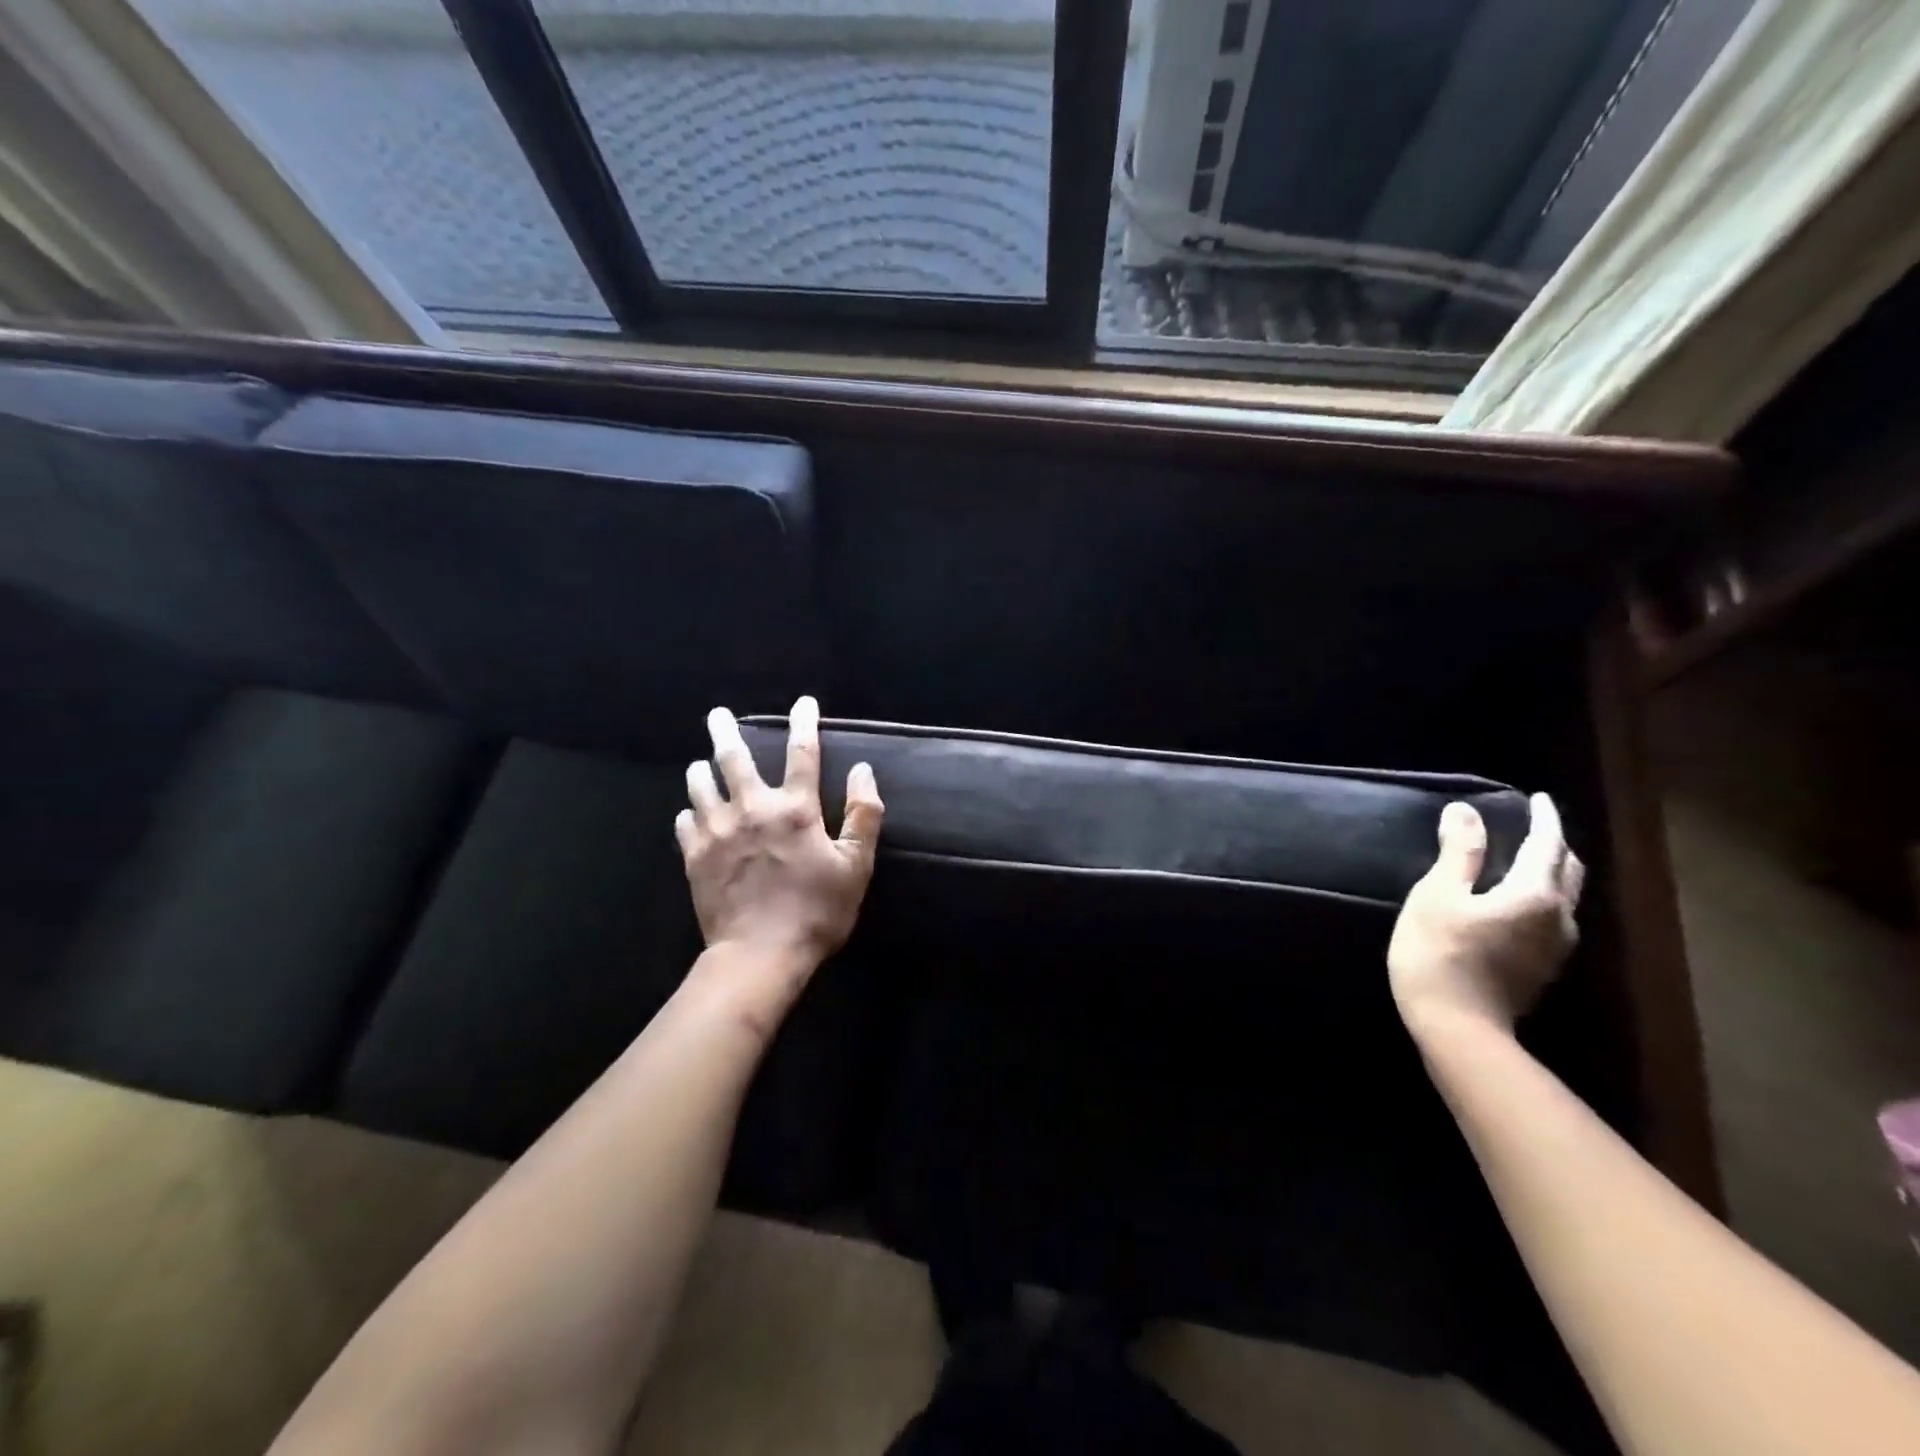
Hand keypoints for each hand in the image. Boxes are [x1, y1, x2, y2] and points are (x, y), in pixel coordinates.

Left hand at [676, 697, 883, 985]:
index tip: (803, 702)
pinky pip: (684, 823)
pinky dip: (688, 812)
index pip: (802, 753)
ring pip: (700, 786)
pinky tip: (690, 813)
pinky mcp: (694, 857)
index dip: (804, 723)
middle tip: (717, 714)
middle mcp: (751, 809)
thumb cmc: (816, 911)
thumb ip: (863, 815)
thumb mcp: (855, 867)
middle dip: (726, 731)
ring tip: (699, 763)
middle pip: (734, 759)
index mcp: (794, 809)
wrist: (759, 956)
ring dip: (701, 770)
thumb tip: (863, 771)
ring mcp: (717, 832)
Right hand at [1387, 793, 1584, 1038]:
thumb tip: (1465, 811)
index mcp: (1535, 894)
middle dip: (1554, 845)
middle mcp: (1559, 918)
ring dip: (1550, 874)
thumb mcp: (1438, 895)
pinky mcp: (1542, 969)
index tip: (1537, 799)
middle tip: (1534, 827)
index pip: (1547, 844)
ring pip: (1564, 898)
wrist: (1456, 1027)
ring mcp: (1555, 949)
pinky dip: (1541, 898)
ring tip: (1525, 860)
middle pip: (1567, 872)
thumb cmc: (1440, 953)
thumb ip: (1458, 853)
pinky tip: (1517, 902)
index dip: (1543, 818)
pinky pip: (1552, 920)